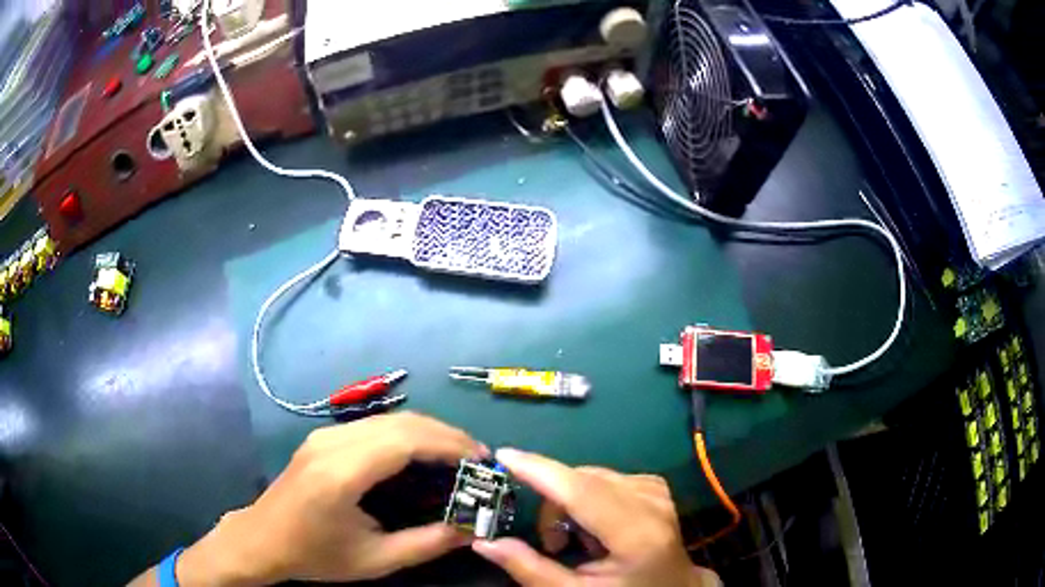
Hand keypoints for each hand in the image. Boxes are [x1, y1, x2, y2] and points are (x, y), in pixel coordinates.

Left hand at [177, 413, 487, 584]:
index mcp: (341, 474)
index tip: (482, 458)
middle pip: (401, 422)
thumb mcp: (375, 560)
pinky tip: (421, 453)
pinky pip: (374, 425)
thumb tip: (472, 529)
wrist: (262, 539)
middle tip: (478, 457)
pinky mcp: (323, 437)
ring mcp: (325, 435)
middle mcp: (332, 443)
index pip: (405, 440)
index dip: (449, 443)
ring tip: (458, 455)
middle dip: (446, 434)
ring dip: (428, 431)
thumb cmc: (315, 555)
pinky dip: (407, 433)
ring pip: (389, 418)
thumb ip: (426, 544)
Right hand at [472, 449, 720, 586]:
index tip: (503, 456)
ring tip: (577, 541)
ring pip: (591, 477)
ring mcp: (657, 491)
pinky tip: (596, 527)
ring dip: (570, 503)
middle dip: (552, 504)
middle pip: (582, 480)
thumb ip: (530, 569)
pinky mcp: (656, 487)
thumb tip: (484, 543)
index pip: (582, 491)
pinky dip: (588, 499)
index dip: (540, 470)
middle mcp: (652, 503)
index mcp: (637, 534)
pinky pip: (607, 479)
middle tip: (550, 543)